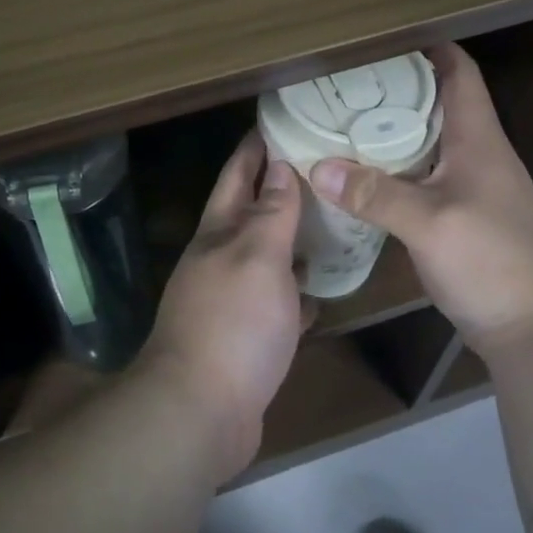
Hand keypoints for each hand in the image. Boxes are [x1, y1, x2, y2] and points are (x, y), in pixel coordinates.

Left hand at [138, 133, 306, 480]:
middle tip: (324, 167)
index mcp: (218, 233)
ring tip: (332, 220)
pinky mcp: (246, 338)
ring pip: (267, 257)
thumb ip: (271, 213)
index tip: (281, 120)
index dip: (255, 146)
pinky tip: (321, 290)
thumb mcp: (257, 256)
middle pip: (252, 213)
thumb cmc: (233, 323)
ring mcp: (231, 300)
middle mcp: (220, 260)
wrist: (200, 412)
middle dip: (280, 188)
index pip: (237, 175)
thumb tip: (278, 165)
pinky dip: (297, 292)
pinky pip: (277, 303)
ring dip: (293, 239)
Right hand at [309, 43, 532, 358]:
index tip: (381, 37)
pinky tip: (358, 174)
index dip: (428, 47)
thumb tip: (317, 167)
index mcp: (478, 139)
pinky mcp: (457, 215)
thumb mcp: (429, 223)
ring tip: (341, 118)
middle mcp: (475, 153)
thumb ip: (375, 194)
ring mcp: (468, 186)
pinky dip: (390, 166)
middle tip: (342, 80)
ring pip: (425, 140)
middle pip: (436, 102)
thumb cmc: (492, 261)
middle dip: (394, 86)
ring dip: (390, 128)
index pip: (459, 72)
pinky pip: (419, 175)